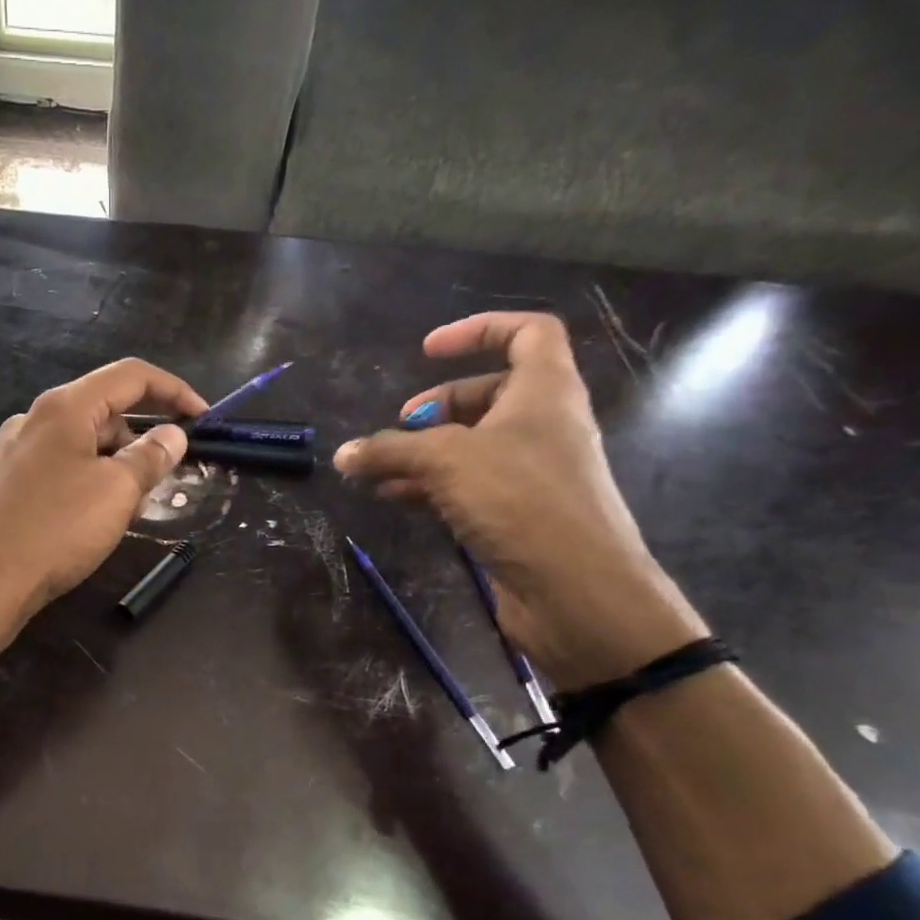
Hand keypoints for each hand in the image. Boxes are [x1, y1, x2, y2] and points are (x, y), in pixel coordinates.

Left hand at [0, 358, 208, 651]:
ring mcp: (9, 453)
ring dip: (113, 463)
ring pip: (77, 444)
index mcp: (63, 408)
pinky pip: (54, 470)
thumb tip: (172, 434)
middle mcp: (31, 420)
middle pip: (102, 410)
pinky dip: (83, 481)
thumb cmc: (54, 531)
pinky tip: (87, 519)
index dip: (174, 390)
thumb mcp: (116, 492)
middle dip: (142, 436)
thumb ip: (150, 458)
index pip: (130, 376)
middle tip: (165, 478)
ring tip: (129, 506)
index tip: (204, 419)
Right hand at [333, 311, 703, 685]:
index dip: (478, 330)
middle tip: (402, 425)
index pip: (527, 333)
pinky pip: (468, 486)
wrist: (575, 589)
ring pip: (472, 446)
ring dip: (424, 452)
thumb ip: (390, 451)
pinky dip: (430, 486)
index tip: (426, 351)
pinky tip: (393, 499)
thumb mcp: (446, 461)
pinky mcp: (516, 514)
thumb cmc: (520, 501)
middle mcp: (543, 426)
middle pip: (489, 394)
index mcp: (545, 392)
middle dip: (439, 404)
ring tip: (378, 471)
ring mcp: (531, 473)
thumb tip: (343, 454)